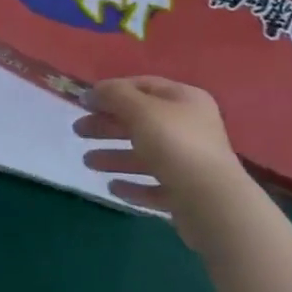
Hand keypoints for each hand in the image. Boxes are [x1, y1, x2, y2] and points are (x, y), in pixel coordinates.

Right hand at [74, 77, 252, 246]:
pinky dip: (133, 185)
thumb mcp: (140, 110)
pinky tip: (113, 188)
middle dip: (108, 125)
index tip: (85, 101)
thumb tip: (93, 91)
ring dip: (115, 156)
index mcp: (185, 100)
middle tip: (78, 131)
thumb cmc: (175, 145)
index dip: (113, 91)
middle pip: (141, 121)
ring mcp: (190, 163)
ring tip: (87, 162)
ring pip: (145, 155)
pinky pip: (154, 186)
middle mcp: (190, 127)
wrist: (213, 205)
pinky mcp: (187, 196)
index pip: (144, 86)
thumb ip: (115, 96)